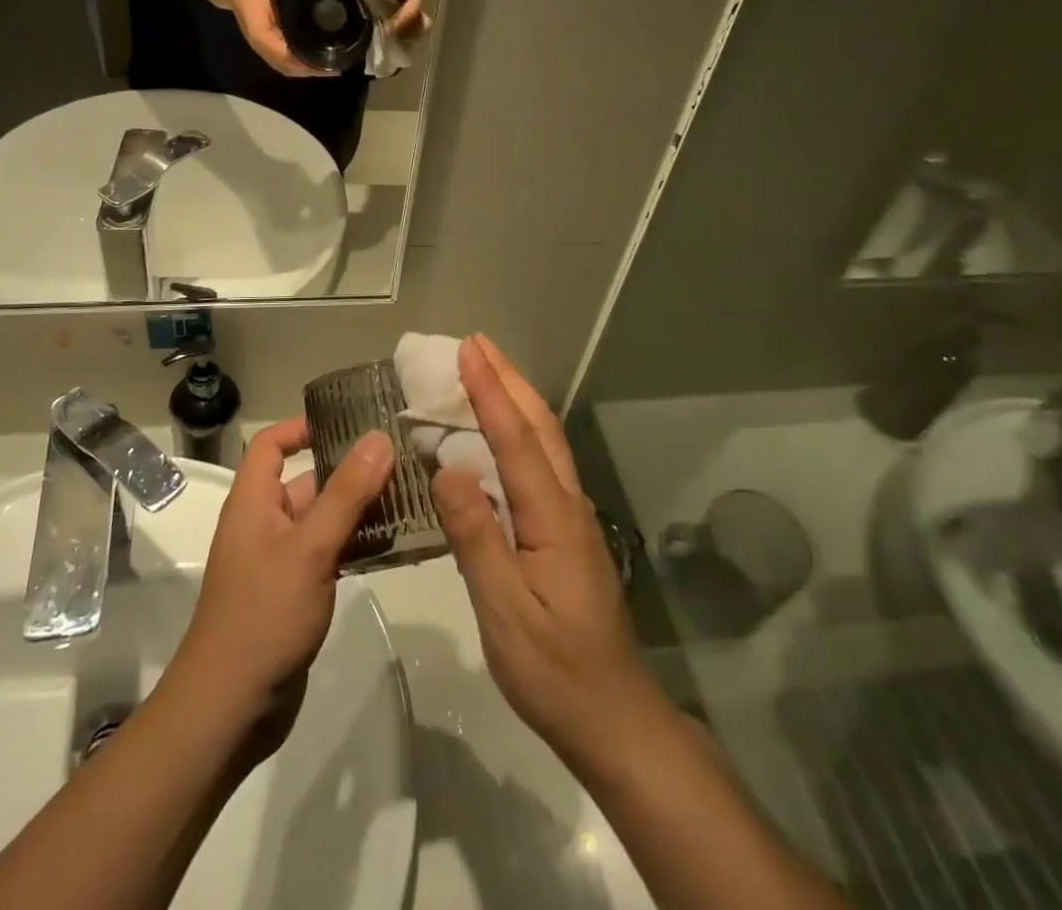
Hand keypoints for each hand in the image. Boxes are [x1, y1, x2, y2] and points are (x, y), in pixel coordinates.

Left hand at [168, 419, 395, 756]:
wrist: (230, 709)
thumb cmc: (264, 616)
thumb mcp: (310, 549)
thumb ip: (346, 493)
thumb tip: (378, 437)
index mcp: (253, 502)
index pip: (271, 445)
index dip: (303, 427)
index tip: (350, 423)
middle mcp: (264, 524)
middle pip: (305, 480)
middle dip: (348, 469)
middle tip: (401, 460)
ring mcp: (279, 560)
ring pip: (322, 519)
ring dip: (358, 508)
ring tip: (409, 496)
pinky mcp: (295, 592)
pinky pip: (328, 552)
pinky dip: (355, 543)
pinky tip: (393, 544)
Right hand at [216, 0, 332, 76]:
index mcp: (257, 22)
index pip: (273, 47)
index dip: (295, 59)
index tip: (319, 62)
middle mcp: (258, 39)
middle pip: (282, 64)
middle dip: (307, 69)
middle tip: (334, 67)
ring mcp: (262, 44)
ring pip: (283, 66)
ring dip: (304, 70)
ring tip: (330, 67)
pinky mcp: (268, 43)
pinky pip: (283, 60)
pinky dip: (299, 65)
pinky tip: (317, 62)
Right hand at [431, 336, 663, 768]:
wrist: (615, 719)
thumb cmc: (555, 670)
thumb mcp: (506, 612)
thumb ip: (476, 538)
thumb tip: (447, 469)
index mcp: (552, 516)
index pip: (516, 438)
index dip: (490, 390)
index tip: (467, 348)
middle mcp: (567, 503)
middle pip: (539, 426)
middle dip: (508, 378)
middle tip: (475, 343)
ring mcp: (570, 517)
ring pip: (545, 441)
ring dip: (516, 398)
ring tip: (484, 372)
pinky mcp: (566, 533)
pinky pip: (540, 464)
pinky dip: (518, 431)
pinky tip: (497, 438)